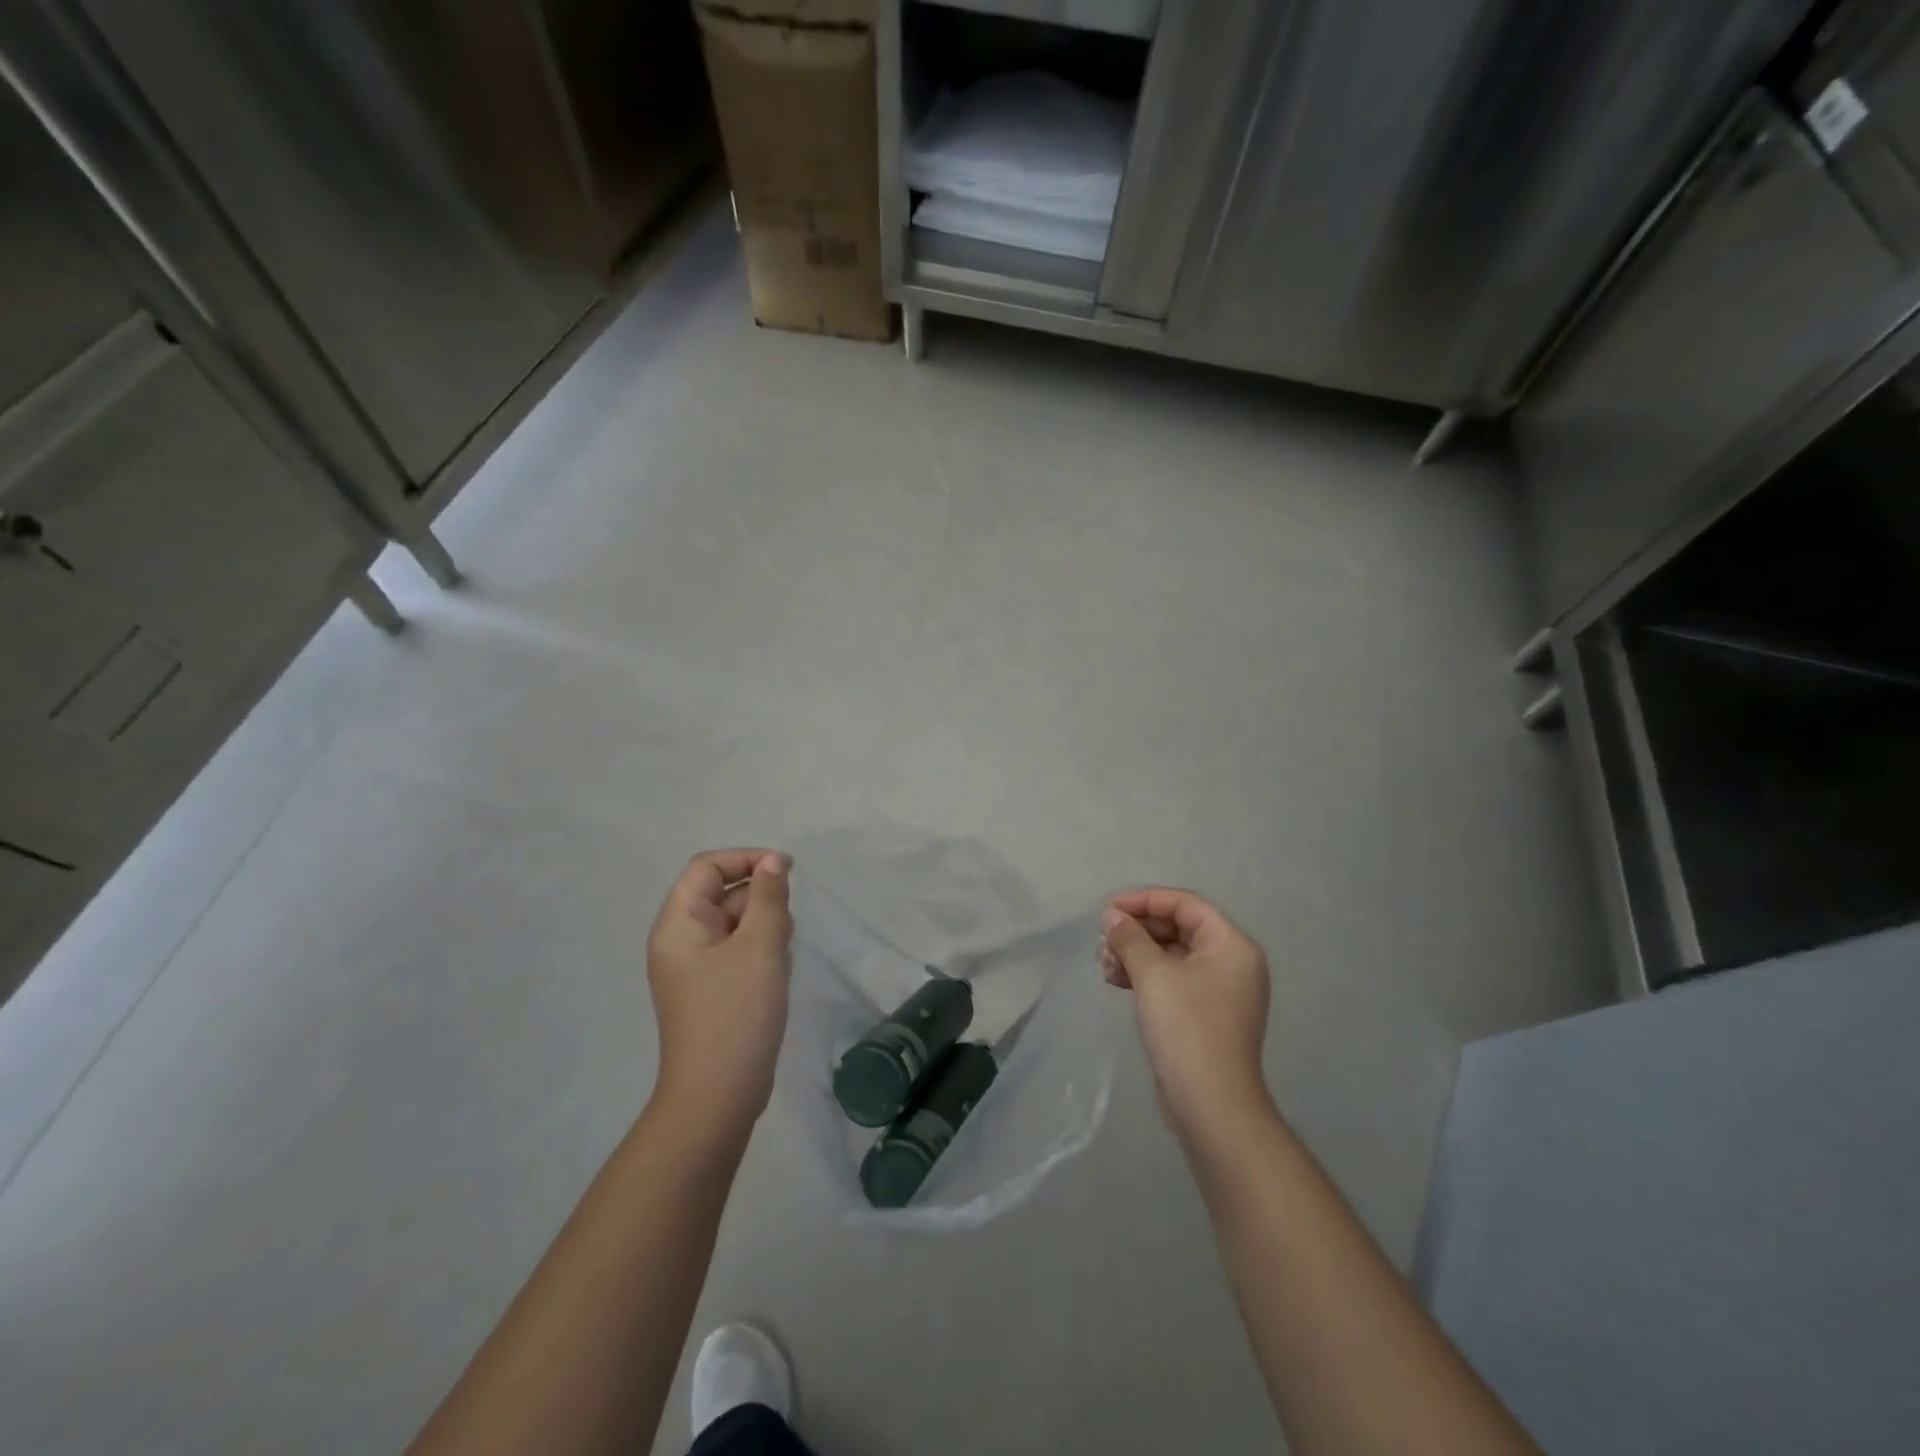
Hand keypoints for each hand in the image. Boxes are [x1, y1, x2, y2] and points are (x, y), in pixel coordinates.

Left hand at [646, 849, 793, 1137]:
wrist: (717, 1096)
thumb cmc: (736, 1012)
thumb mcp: (760, 946)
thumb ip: (769, 897)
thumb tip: (773, 862)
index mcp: (678, 924)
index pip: (706, 867)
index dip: (746, 859)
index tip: (786, 871)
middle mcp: (679, 941)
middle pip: (720, 893)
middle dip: (759, 899)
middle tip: (785, 927)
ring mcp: (694, 968)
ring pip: (733, 923)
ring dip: (763, 927)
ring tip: (780, 955)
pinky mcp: (710, 990)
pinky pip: (736, 951)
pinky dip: (759, 951)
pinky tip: (776, 973)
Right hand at [1101, 889, 1272, 1138]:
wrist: (1211, 1106)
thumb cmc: (1186, 1029)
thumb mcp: (1153, 975)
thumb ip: (1130, 938)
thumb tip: (1111, 916)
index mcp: (1231, 945)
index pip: (1185, 904)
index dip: (1144, 900)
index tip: (1108, 909)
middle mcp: (1231, 962)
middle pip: (1178, 927)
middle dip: (1137, 931)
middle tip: (1103, 941)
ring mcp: (1220, 990)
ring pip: (1172, 955)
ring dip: (1136, 954)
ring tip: (1104, 965)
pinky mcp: (1205, 1014)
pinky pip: (1172, 979)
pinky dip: (1145, 976)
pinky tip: (1116, 982)